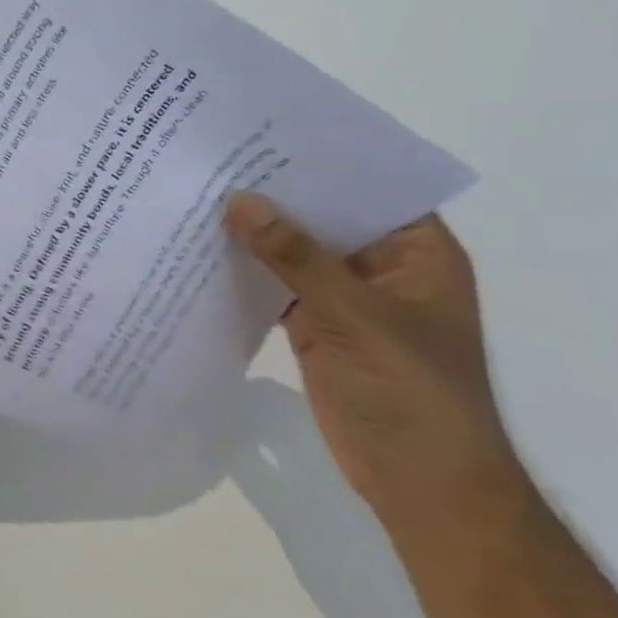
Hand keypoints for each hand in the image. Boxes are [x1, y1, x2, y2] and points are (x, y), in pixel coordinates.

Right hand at [223, 192, 528, 539]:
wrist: (420, 485)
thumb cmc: (413, 395)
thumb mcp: (357, 318)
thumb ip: (296, 258)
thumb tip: (238, 200)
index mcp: (417, 252)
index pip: (369, 187)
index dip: (320, 159)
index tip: (262, 132)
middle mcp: (381, 265)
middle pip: (323, 216)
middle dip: (274, 195)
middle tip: (214, 159)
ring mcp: (345, 297)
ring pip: (294, 251)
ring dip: (254, 233)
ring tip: (197, 194)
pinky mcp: (314, 324)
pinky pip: (275, 285)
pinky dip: (244, 271)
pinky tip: (201, 250)